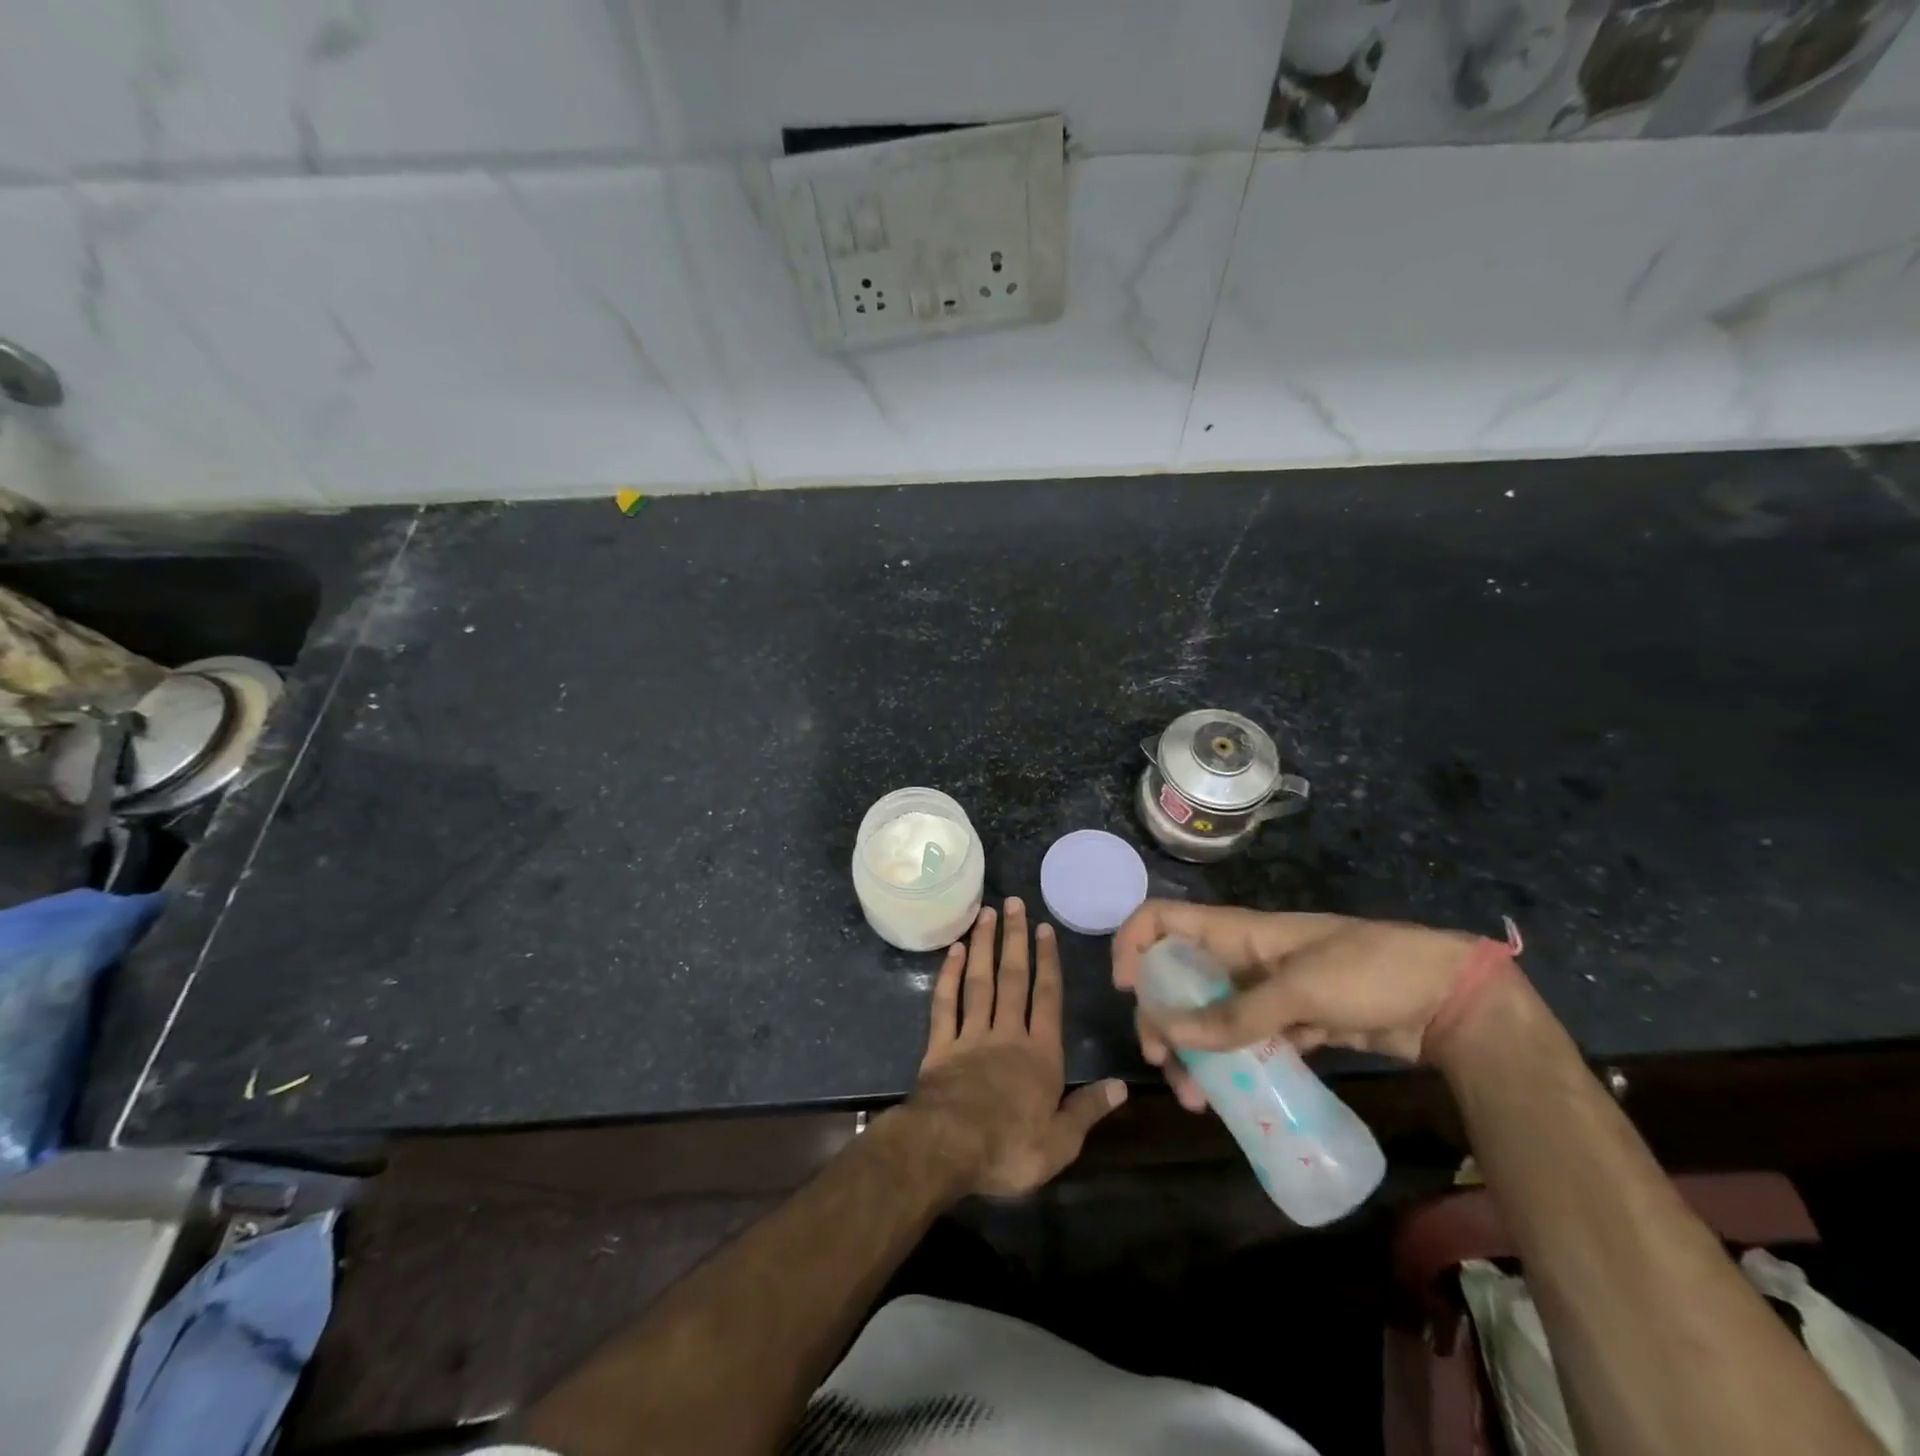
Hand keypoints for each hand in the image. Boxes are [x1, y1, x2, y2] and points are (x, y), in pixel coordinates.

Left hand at [904, 898, 1126, 1196]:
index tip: (1045, 928)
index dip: (1048, 962)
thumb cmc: (1009, 1149)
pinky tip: (953, 951)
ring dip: (983, 946)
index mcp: (1040, 1056)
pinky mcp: (940, 1046)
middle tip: (1013, 903)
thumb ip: (1088, 1110)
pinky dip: (948, 976)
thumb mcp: (1061, 1142)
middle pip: (1013, 979)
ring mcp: (970, 1036)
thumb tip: (1122, 1086)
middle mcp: (1007, 1035)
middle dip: (1015, 939)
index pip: (1048, 999)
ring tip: (985, 913)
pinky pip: (945, 1004)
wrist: (948, 1148)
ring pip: (980, 982)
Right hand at [1111, 901, 1483, 1110]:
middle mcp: (1241, 958)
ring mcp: (1266, 992)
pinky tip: (1228, 1098)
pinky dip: (1229, 1066)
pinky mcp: (1291, 1024)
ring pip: (1208, 1015)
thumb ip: (1236, 1014)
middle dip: (1159, 1015)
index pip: (1163, 919)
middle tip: (1160, 1059)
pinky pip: (1244, 1042)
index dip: (1133, 943)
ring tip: (1194, 1098)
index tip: (1127, 988)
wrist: (1450, 1000)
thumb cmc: (1370, 972)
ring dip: (1192, 1051)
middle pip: (1177, 976)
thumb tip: (1170, 1031)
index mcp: (1237, 932)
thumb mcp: (1299, 990)